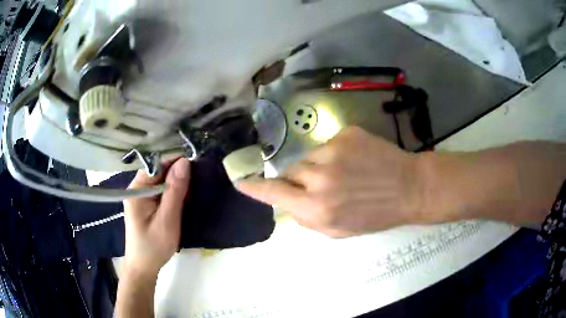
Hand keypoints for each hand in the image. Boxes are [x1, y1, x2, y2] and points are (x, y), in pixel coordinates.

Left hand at [122, 158, 190, 276]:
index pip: (156, 164)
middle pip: (159, 171)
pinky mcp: (145, 204)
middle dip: (178, 172)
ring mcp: (140, 196)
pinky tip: (182, 199)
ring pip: (161, 180)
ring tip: (192, 190)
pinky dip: (173, 192)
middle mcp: (136, 188)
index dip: (176, 160)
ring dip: (177, 183)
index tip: (196, 161)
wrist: (144, 267)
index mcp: (137, 189)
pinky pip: (160, 190)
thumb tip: (185, 162)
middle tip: (197, 179)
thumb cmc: (154, 246)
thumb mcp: (167, 220)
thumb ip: (175, 191)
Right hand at [238, 126, 423, 237]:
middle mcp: (320, 178)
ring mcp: (333, 151)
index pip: (273, 193)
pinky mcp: (346, 134)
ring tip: (343, 173)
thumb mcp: (337, 231)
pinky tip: (354, 161)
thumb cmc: (375, 215)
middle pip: (290, 172)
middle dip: (299, 180)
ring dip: (317, 166)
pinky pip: (327, 144)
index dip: (255, 187)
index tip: (240, 181)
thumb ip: (306, 218)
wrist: (409, 188)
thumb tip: (285, 201)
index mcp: (317, 208)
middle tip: (321, 186)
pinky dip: (334, 154)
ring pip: (308, 157)